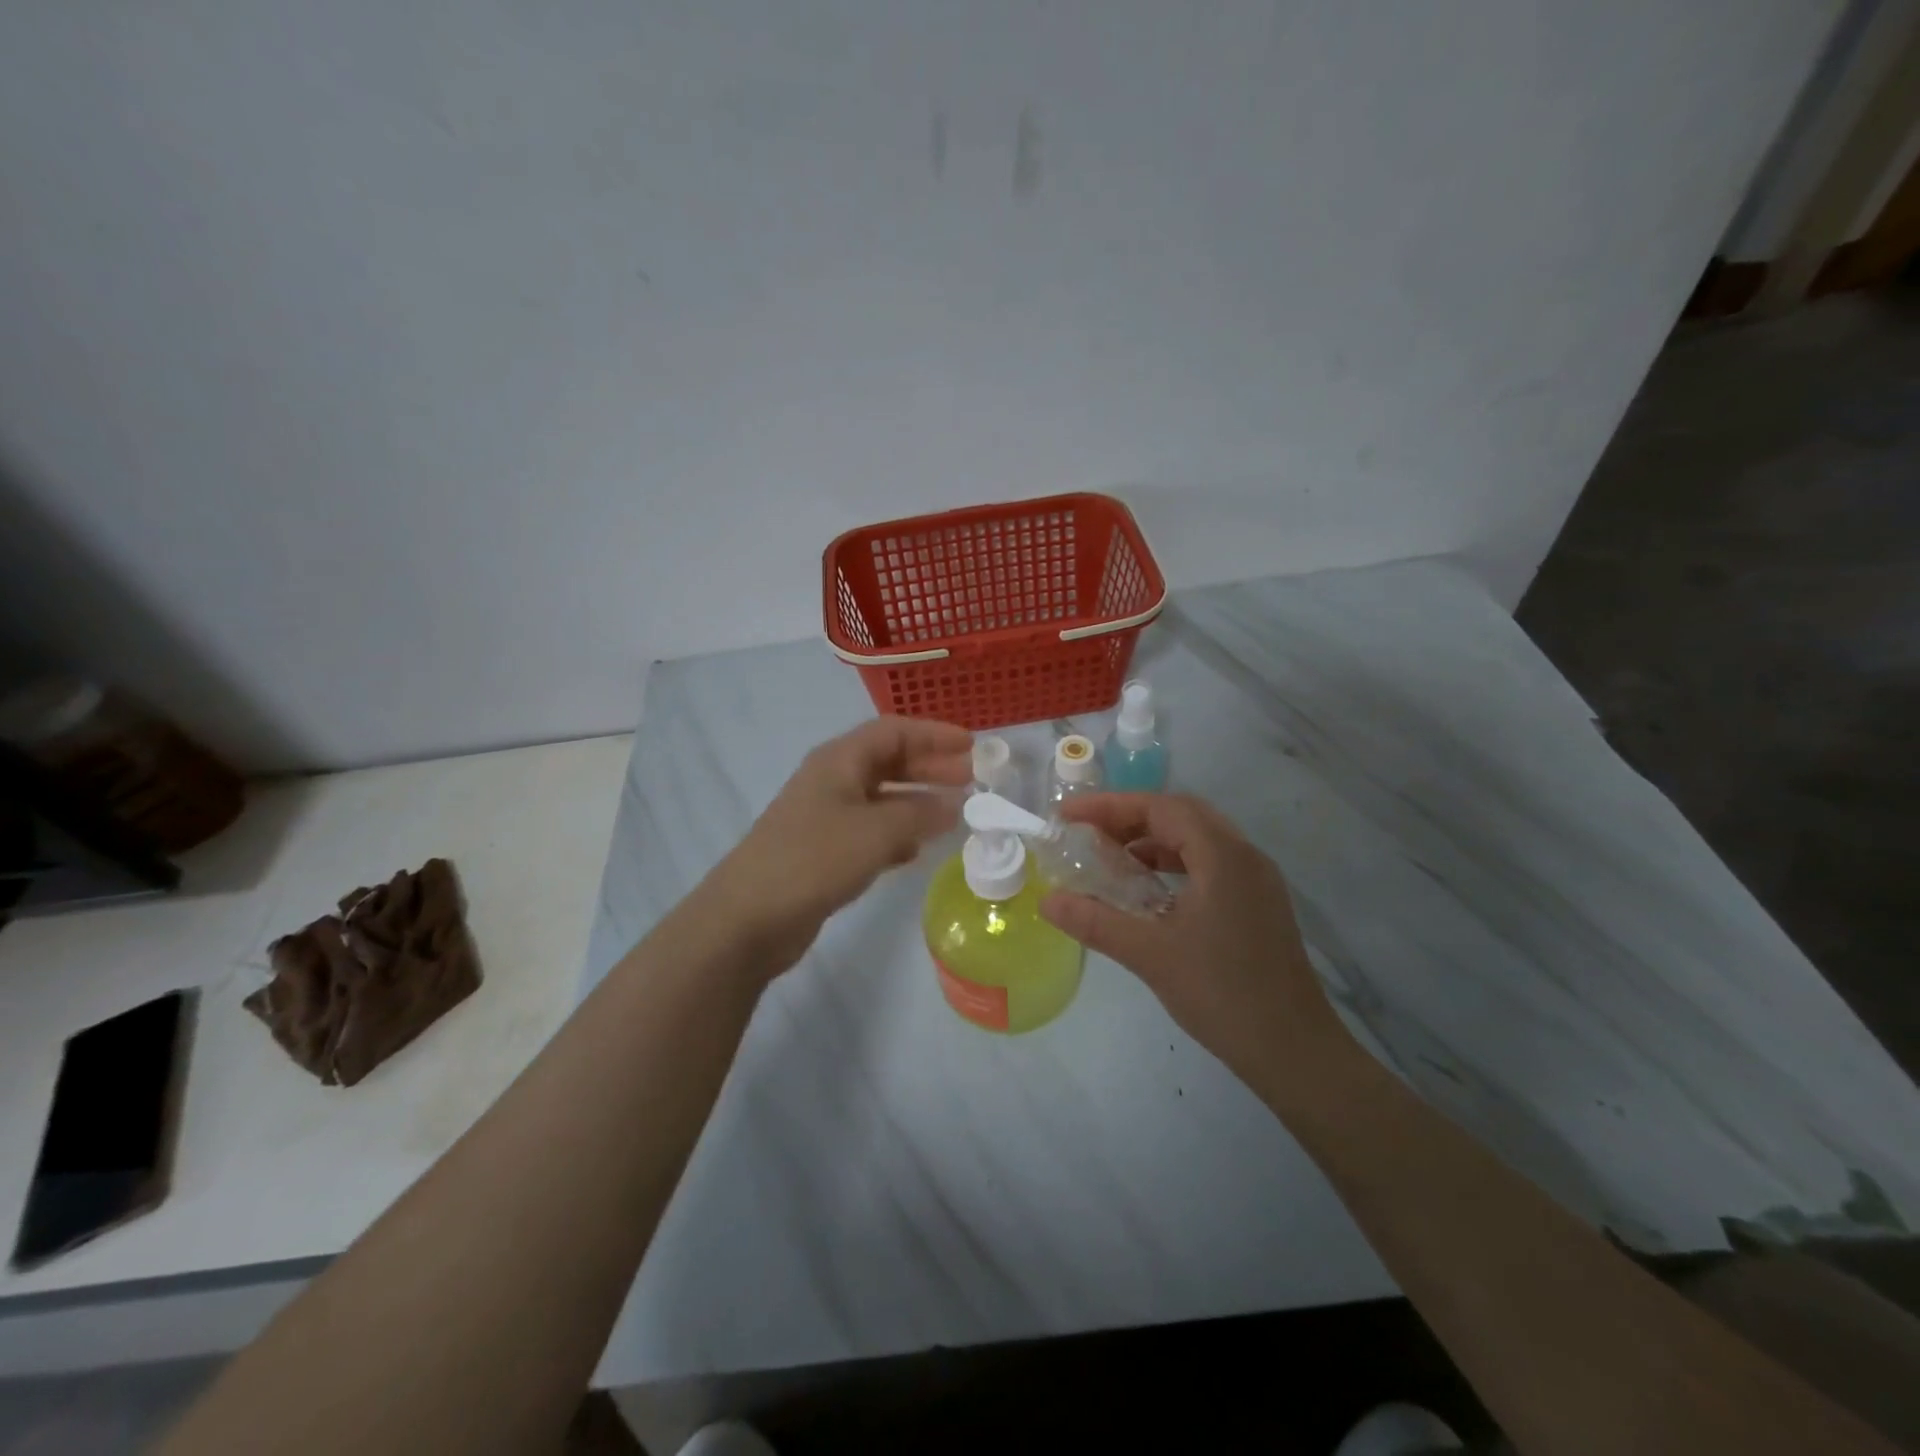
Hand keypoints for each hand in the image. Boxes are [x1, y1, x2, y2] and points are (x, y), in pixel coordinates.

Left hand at [705, 717, 971, 974]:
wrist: (747, 918)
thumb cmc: (813, 860)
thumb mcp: (875, 832)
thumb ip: (919, 814)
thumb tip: (953, 804)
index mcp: (839, 761)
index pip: (893, 731)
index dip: (933, 734)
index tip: (971, 746)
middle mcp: (832, 781)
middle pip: (888, 761)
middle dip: (929, 766)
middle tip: (970, 779)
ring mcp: (825, 817)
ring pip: (881, 798)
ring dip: (916, 801)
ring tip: (953, 814)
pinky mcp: (823, 851)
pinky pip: (870, 831)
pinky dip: (897, 834)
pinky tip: (916, 851)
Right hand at [1039, 793, 1350, 1083]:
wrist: (1295, 1052)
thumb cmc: (1223, 995)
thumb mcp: (1150, 955)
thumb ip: (1095, 921)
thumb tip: (1046, 900)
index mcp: (1224, 856)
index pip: (1161, 808)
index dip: (1111, 806)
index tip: (1069, 815)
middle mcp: (1245, 856)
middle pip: (1181, 815)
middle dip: (1130, 817)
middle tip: (1088, 832)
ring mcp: (1256, 881)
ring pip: (1198, 839)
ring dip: (1153, 840)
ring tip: (1111, 858)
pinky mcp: (1258, 904)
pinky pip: (1210, 863)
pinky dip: (1173, 863)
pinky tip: (1148, 889)